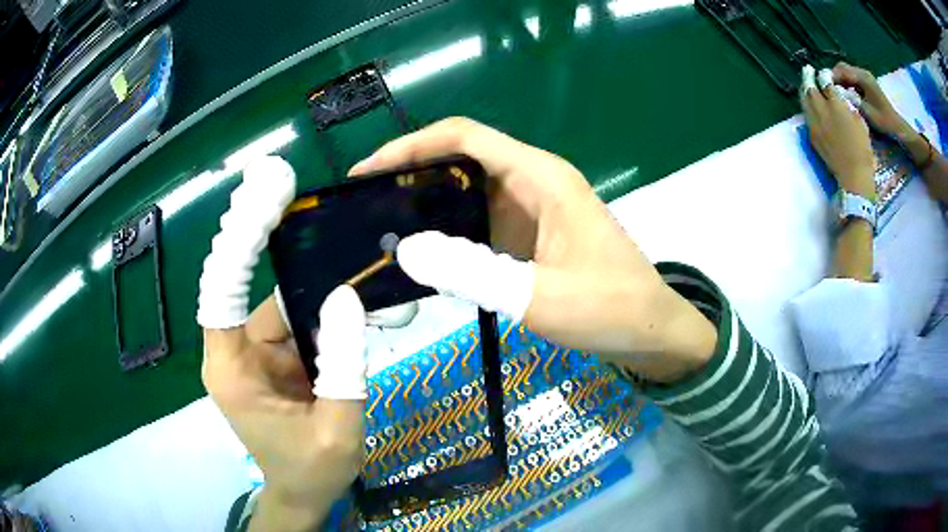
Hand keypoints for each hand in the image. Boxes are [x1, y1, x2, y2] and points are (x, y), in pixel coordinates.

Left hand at [198, 157, 366, 531]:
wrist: (304, 494)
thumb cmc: (313, 472)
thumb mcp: (338, 429)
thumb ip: (344, 368)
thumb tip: (346, 296)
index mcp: (232, 371)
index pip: (221, 293)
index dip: (238, 243)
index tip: (262, 198)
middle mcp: (234, 352)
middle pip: (250, 285)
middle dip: (268, 236)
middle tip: (284, 181)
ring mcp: (254, 352)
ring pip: (281, 300)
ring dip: (316, 282)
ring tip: (358, 259)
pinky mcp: (274, 355)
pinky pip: (296, 319)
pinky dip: (323, 307)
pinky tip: (358, 299)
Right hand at [350, 118, 715, 382]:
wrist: (650, 332)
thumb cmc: (610, 309)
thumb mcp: (541, 296)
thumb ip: (474, 273)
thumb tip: (407, 250)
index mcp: (540, 177)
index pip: (464, 137)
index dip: (410, 146)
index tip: (366, 172)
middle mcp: (533, 182)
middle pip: (459, 159)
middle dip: (410, 175)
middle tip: (365, 207)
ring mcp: (531, 210)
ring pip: (467, 192)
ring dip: (426, 206)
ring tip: (382, 231)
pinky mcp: (530, 237)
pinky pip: (479, 223)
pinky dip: (448, 234)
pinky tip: (423, 256)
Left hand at [801, 66, 875, 197]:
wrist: (854, 176)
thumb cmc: (862, 149)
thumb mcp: (860, 121)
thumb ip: (848, 105)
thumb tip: (840, 95)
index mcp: (836, 105)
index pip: (825, 82)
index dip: (824, 75)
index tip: (824, 73)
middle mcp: (822, 111)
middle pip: (810, 88)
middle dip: (808, 77)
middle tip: (808, 70)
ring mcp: (815, 123)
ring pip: (804, 100)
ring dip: (804, 89)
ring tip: (806, 83)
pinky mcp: (812, 135)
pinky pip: (806, 114)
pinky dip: (806, 105)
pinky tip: (809, 103)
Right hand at [833, 62, 911, 137]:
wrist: (897, 127)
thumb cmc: (883, 121)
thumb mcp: (866, 112)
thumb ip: (851, 99)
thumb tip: (836, 93)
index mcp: (863, 78)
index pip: (842, 70)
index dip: (832, 76)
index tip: (824, 87)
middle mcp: (863, 73)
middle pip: (843, 68)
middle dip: (835, 77)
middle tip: (829, 91)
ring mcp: (865, 77)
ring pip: (847, 73)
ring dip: (840, 81)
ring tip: (837, 95)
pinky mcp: (866, 83)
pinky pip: (852, 79)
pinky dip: (846, 84)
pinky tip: (846, 96)